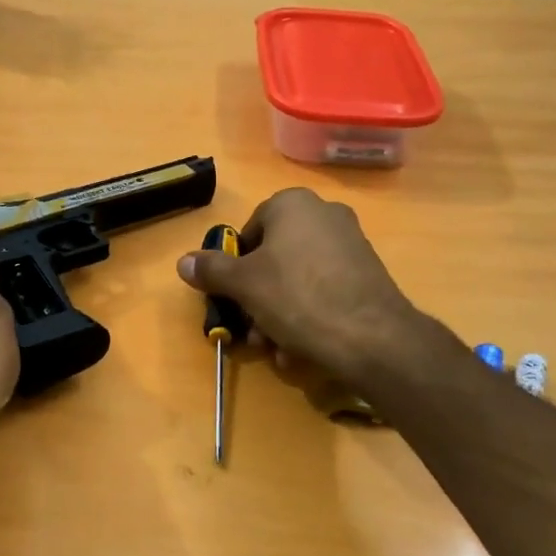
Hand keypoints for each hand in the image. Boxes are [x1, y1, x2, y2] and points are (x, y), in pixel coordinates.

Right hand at [177, 188, 446, 387]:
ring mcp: (351, 244)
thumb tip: (183, 261)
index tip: (231, 297)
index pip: (249, 231)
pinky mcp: (368, 275)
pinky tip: (302, 351)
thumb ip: (211, 269)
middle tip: (251, 331)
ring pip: (297, 281)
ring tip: (276, 350)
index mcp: (292, 204)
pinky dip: (308, 318)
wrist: (372, 337)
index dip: (234, 267)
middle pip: (273, 259)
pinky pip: (324, 292)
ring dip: (278, 315)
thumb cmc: (297, 297)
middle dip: (257, 299)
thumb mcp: (243, 284)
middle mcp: (324, 214)